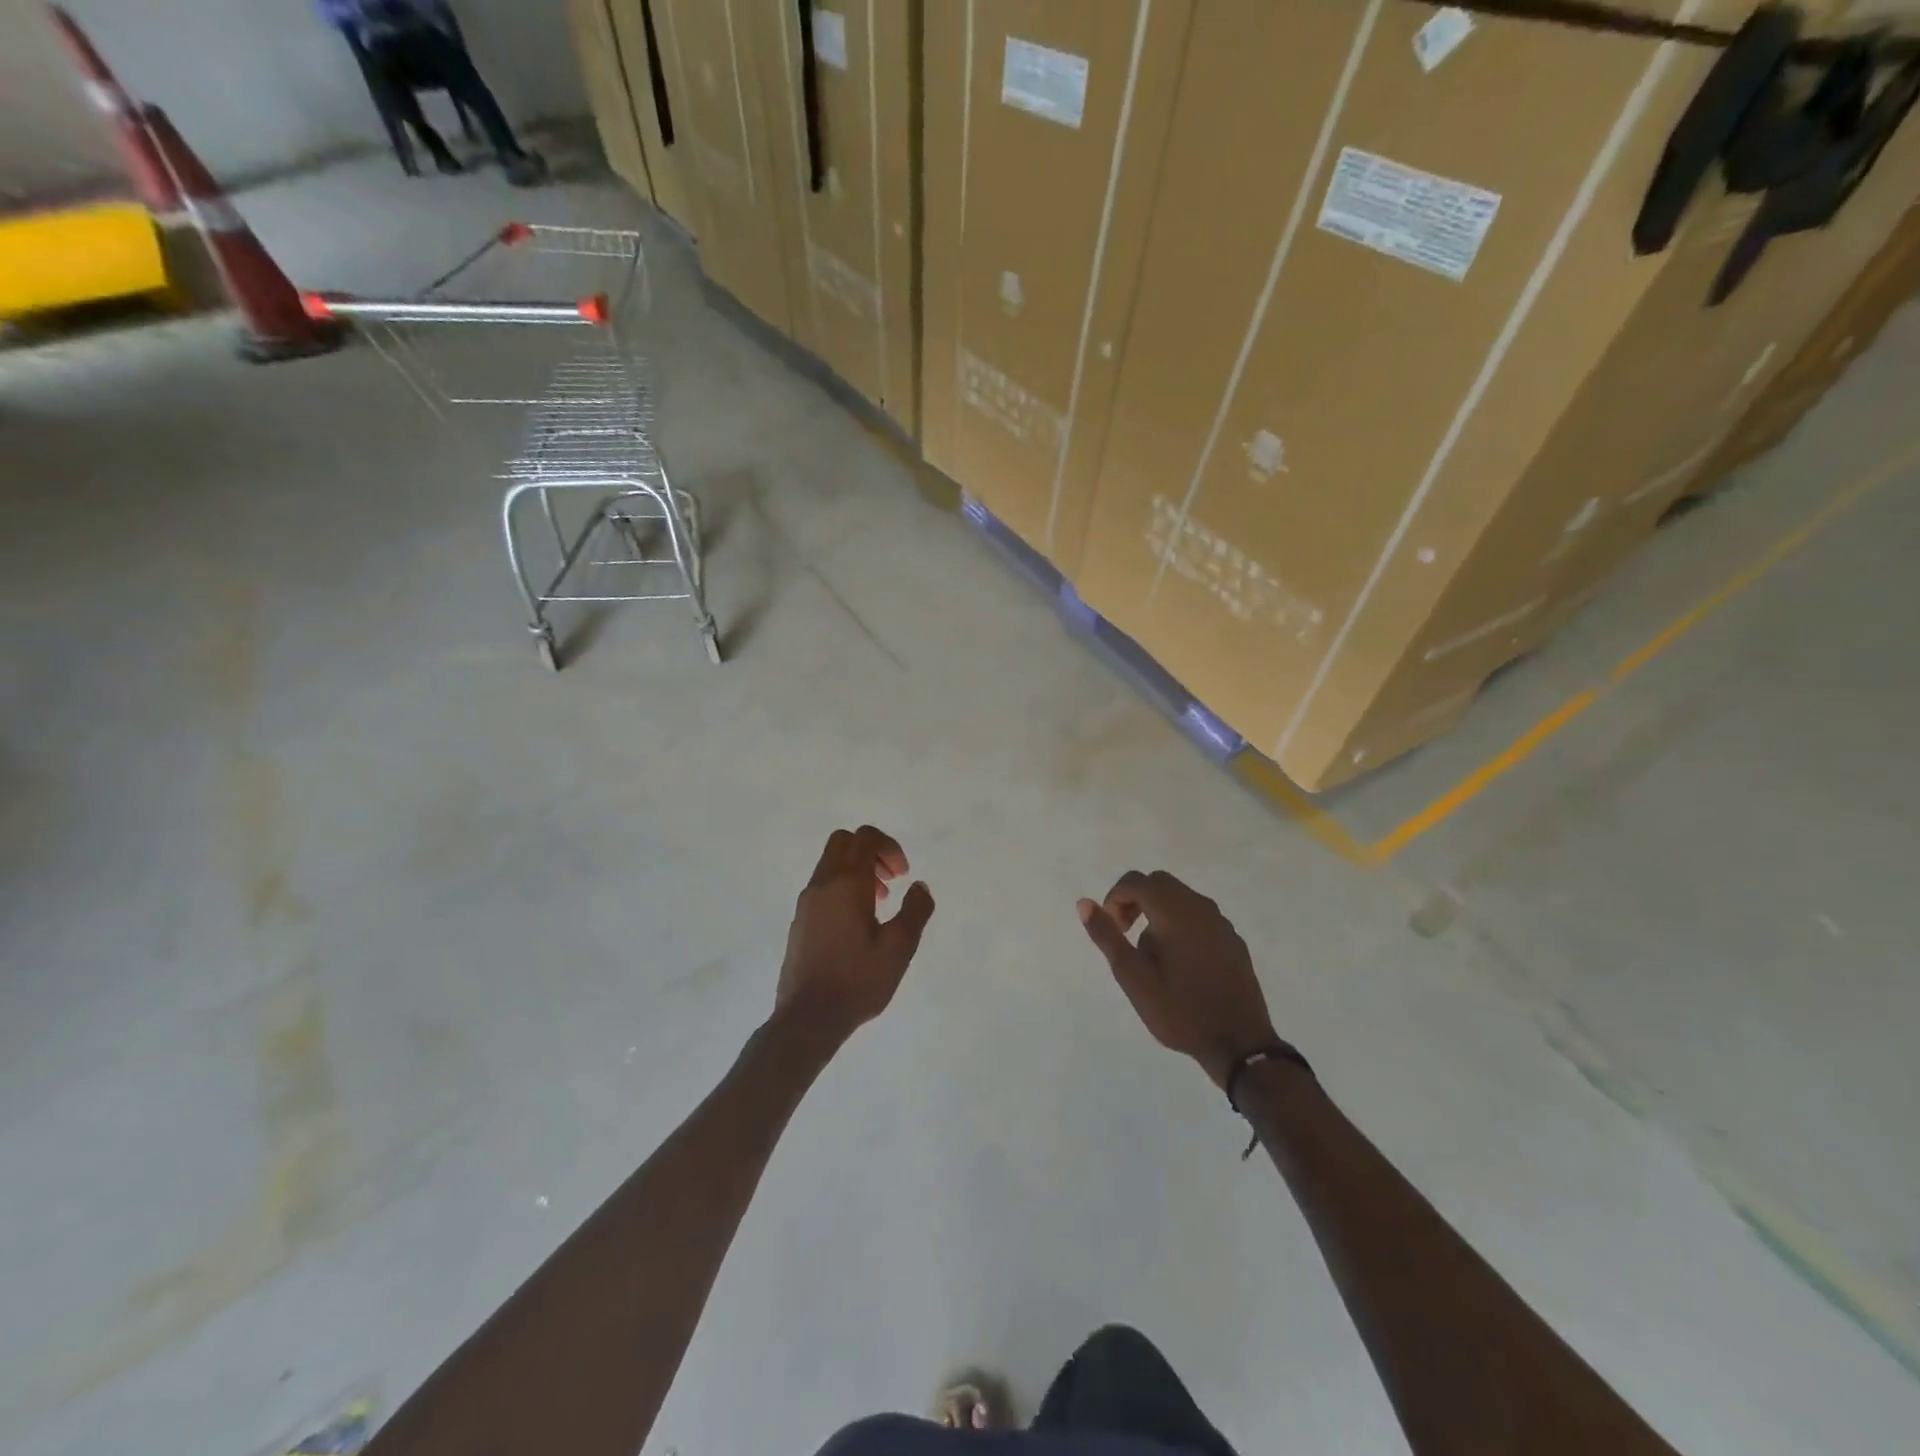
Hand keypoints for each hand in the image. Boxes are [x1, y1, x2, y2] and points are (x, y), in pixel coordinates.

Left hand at [776, 826, 934, 1044]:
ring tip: (880, 905)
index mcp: (846, 882)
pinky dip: (843, 889)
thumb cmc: (857, 979)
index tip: (903, 874)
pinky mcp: (800, 921)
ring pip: (831, 865)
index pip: (864, 837)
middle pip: (843, 842)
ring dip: (858, 872)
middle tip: (891, 880)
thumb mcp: (900, 947)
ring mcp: (806, 902)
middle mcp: (822, 884)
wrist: (808, 1018)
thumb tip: (920, 886)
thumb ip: (915, 910)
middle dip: (871, 852)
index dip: (889, 846)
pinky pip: (822, 887)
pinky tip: (858, 925)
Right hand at [1077, 870, 1277, 1086]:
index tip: (1113, 931)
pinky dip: (1180, 924)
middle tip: (1126, 936)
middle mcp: (1199, 907)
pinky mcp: (1232, 940)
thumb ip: (1107, 936)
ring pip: (1180, 898)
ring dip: (1158, 913)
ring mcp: (1220, 922)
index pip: (1136, 881)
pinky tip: (1180, 963)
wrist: (1239, 1044)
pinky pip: (1199, 916)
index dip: (1115, 899)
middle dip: (1135, 901)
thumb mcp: (1133, 977)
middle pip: (1159, 883)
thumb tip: (1084, 903)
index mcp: (1173, 911)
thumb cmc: (1180, 1010)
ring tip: (1152, 956)